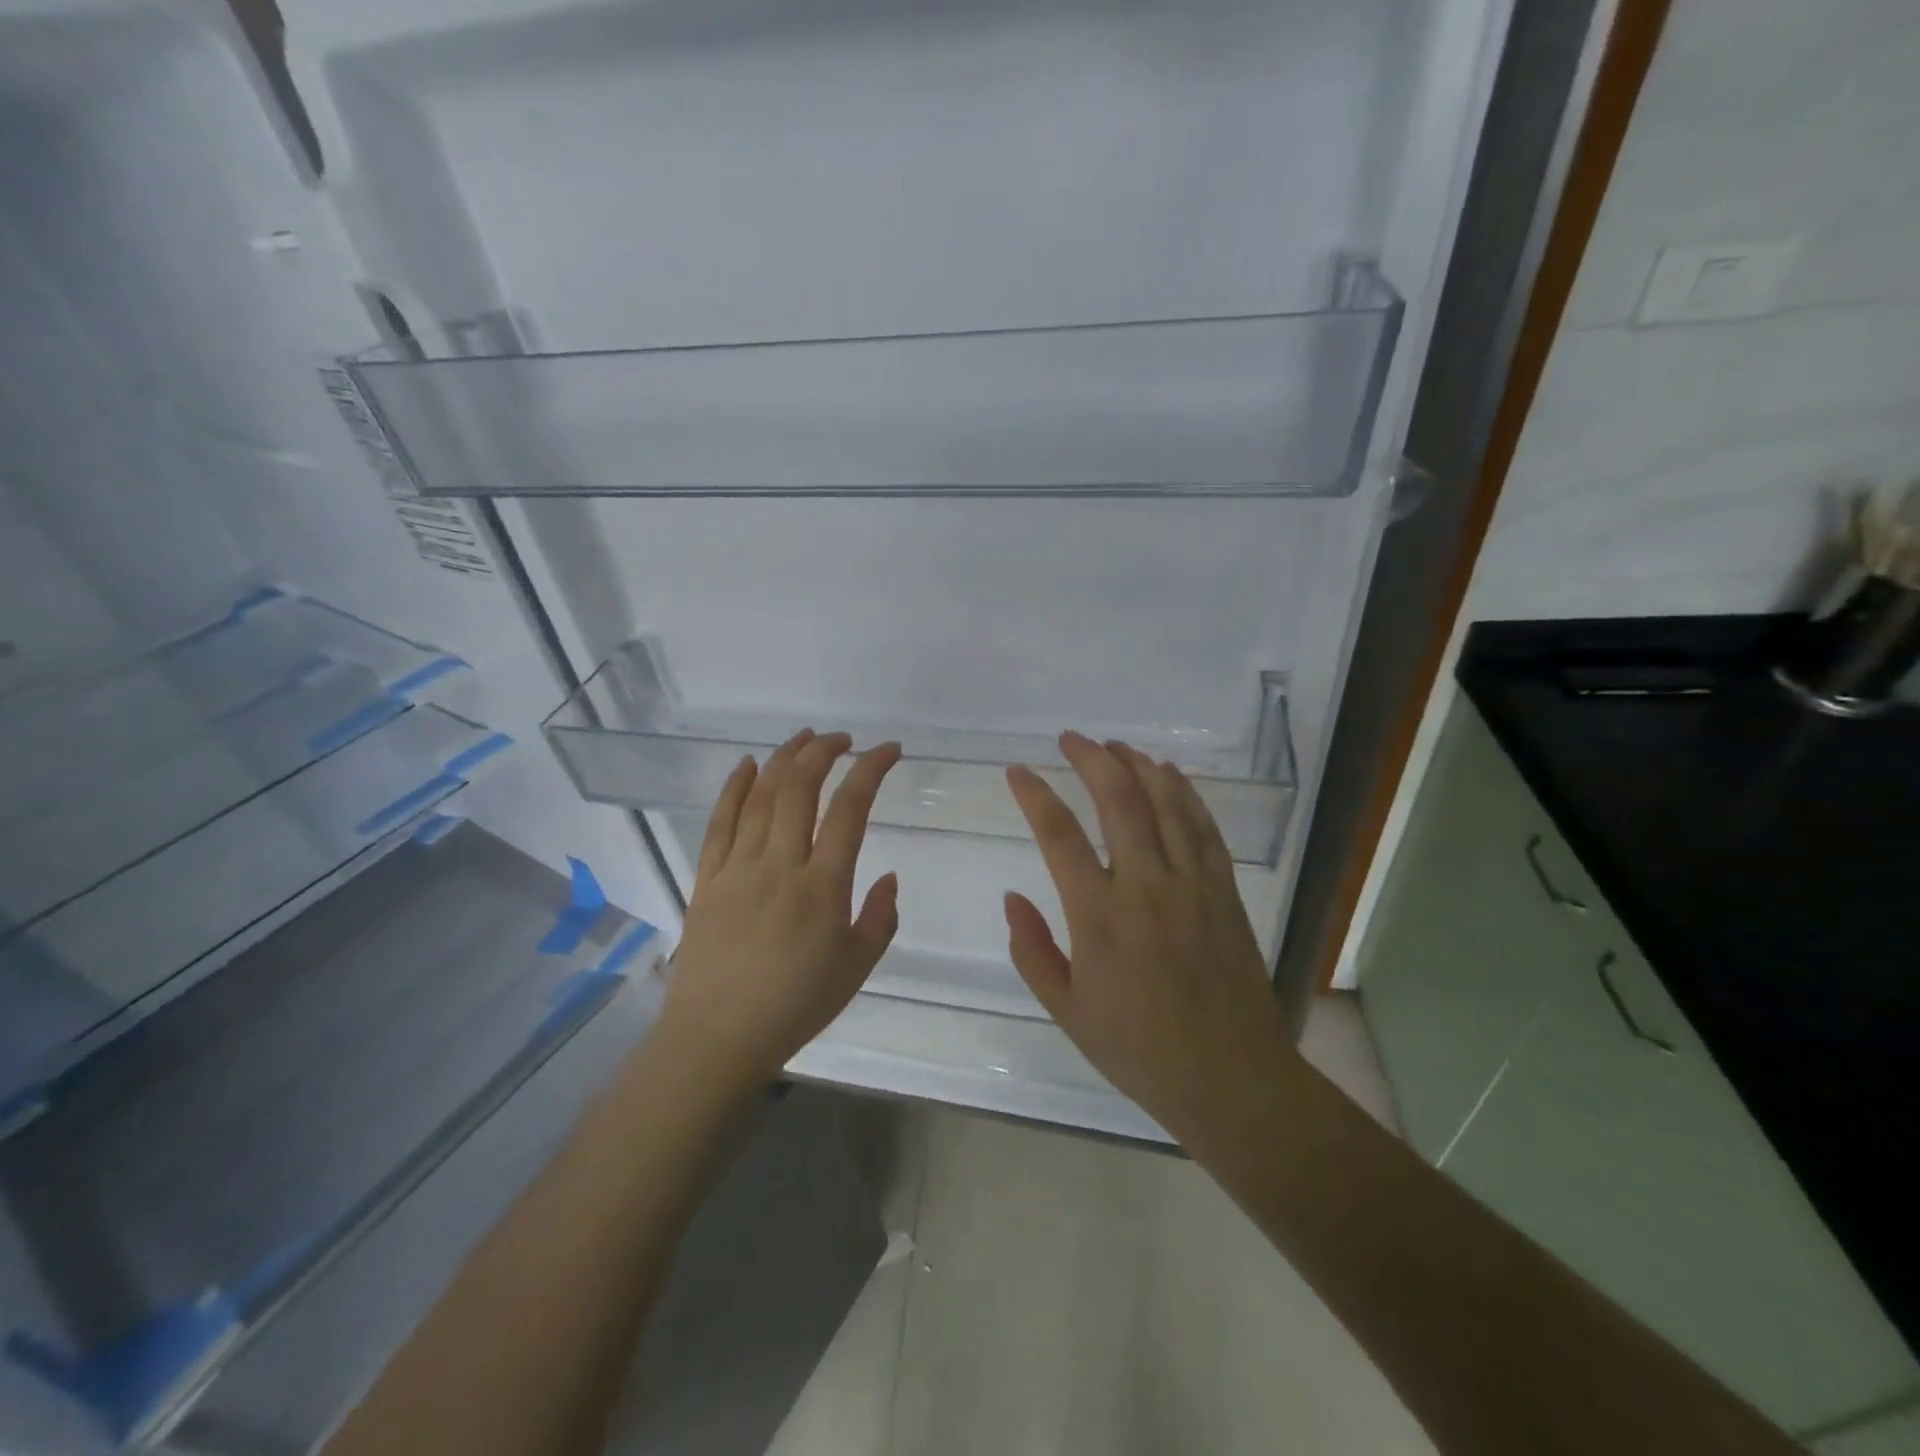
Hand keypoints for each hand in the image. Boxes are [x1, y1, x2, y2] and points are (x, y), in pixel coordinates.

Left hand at [657, 729, 903, 1091]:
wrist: (718, 1038)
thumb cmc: (795, 1006)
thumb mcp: (857, 969)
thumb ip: (879, 918)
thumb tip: (890, 876)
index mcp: (823, 887)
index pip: (851, 809)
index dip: (871, 769)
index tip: (889, 750)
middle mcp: (780, 865)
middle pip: (800, 788)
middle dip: (824, 751)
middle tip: (843, 739)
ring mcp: (738, 868)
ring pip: (761, 796)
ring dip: (784, 758)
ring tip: (804, 738)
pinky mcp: (708, 878)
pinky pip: (720, 822)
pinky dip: (734, 787)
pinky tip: (747, 764)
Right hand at [1003, 732, 1293, 1141]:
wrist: (1230, 1077)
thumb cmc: (1139, 1049)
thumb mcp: (1067, 1011)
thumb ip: (1033, 950)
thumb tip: (1013, 897)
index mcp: (1099, 918)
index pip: (1059, 836)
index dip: (1035, 796)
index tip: (1018, 772)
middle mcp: (1146, 887)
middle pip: (1118, 801)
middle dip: (1090, 759)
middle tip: (1070, 739)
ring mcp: (1192, 884)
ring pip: (1166, 803)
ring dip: (1138, 765)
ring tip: (1115, 745)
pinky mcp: (1224, 890)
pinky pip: (1203, 827)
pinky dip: (1184, 792)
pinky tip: (1169, 775)